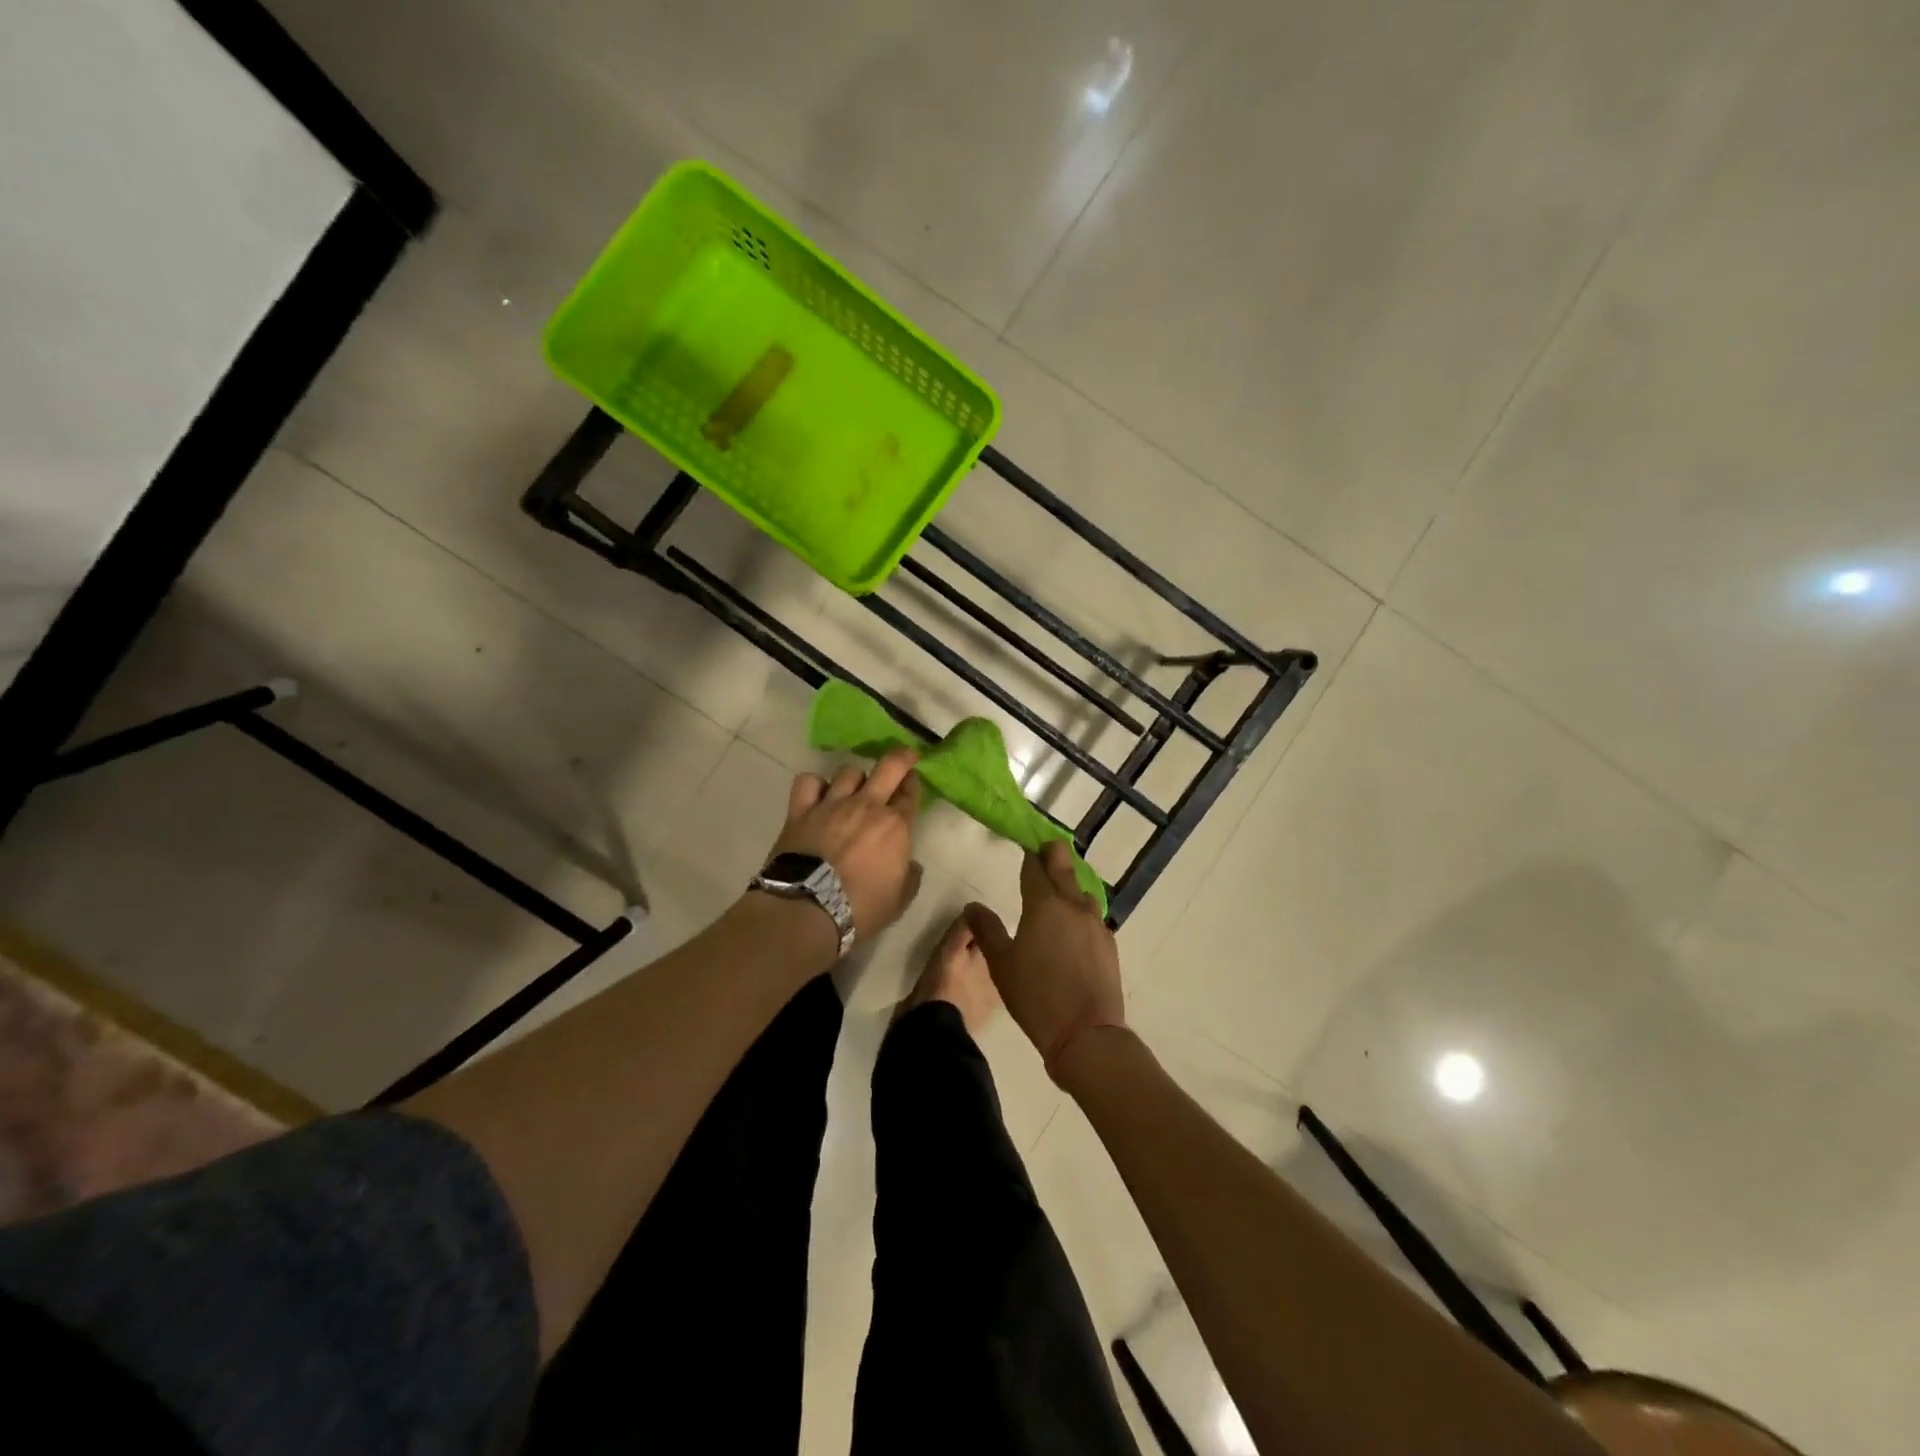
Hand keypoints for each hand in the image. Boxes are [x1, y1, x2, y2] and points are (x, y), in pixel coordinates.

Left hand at [772, 748, 922, 939]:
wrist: (808, 910)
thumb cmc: (861, 909)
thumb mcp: (899, 900)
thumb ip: (910, 876)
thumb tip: (910, 865)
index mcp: (895, 825)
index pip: (911, 793)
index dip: (914, 785)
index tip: (913, 783)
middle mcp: (866, 806)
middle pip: (889, 766)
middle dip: (901, 757)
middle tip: (904, 758)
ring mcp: (832, 804)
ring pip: (848, 771)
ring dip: (856, 778)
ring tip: (854, 789)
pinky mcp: (801, 811)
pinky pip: (808, 782)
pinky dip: (815, 785)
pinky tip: (818, 795)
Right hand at [966, 840, 1124, 1082]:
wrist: (1086, 1033)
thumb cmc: (1036, 996)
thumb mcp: (1001, 964)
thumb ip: (986, 930)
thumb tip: (973, 906)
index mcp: (1044, 904)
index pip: (1035, 866)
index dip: (1028, 855)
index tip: (1023, 847)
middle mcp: (1073, 905)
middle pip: (1064, 864)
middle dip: (1052, 854)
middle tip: (1041, 854)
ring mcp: (1095, 923)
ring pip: (1082, 889)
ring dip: (1069, 884)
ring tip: (1056, 897)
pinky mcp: (1109, 942)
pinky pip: (1093, 915)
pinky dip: (1080, 911)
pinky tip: (1073, 929)